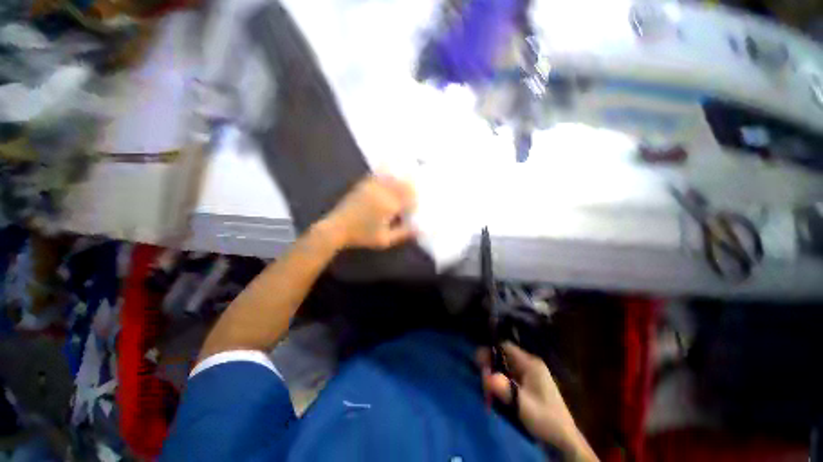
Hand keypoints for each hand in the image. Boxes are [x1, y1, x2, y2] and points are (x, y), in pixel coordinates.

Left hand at [322, 174, 416, 249]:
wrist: (337, 228)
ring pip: (391, 177)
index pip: (409, 197)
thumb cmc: (362, 236)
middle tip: (414, 192)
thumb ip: (402, 233)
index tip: (415, 204)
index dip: (415, 199)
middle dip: (410, 187)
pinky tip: (389, 173)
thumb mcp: (385, 240)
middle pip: (402, 184)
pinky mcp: (363, 184)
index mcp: (389, 205)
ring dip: (400, 179)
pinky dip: (386, 173)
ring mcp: (371, 186)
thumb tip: (418, 229)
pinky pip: (378, 175)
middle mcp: (382, 192)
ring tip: (406, 181)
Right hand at [478, 343, 597, 460]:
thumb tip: (485, 375)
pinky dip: (501, 382)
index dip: (491, 351)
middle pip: (504, 356)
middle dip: (491, 365)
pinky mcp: (530, 385)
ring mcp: (530, 374)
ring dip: (495, 375)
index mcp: (530, 364)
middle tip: (482, 379)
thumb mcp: (523, 405)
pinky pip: (510, 376)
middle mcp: (530, 364)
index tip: (479, 363)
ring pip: (505, 366)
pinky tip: (497, 394)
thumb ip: (504, 389)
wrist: (564, 440)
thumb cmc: (545, 419)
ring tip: (488, 390)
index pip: (505, 346)